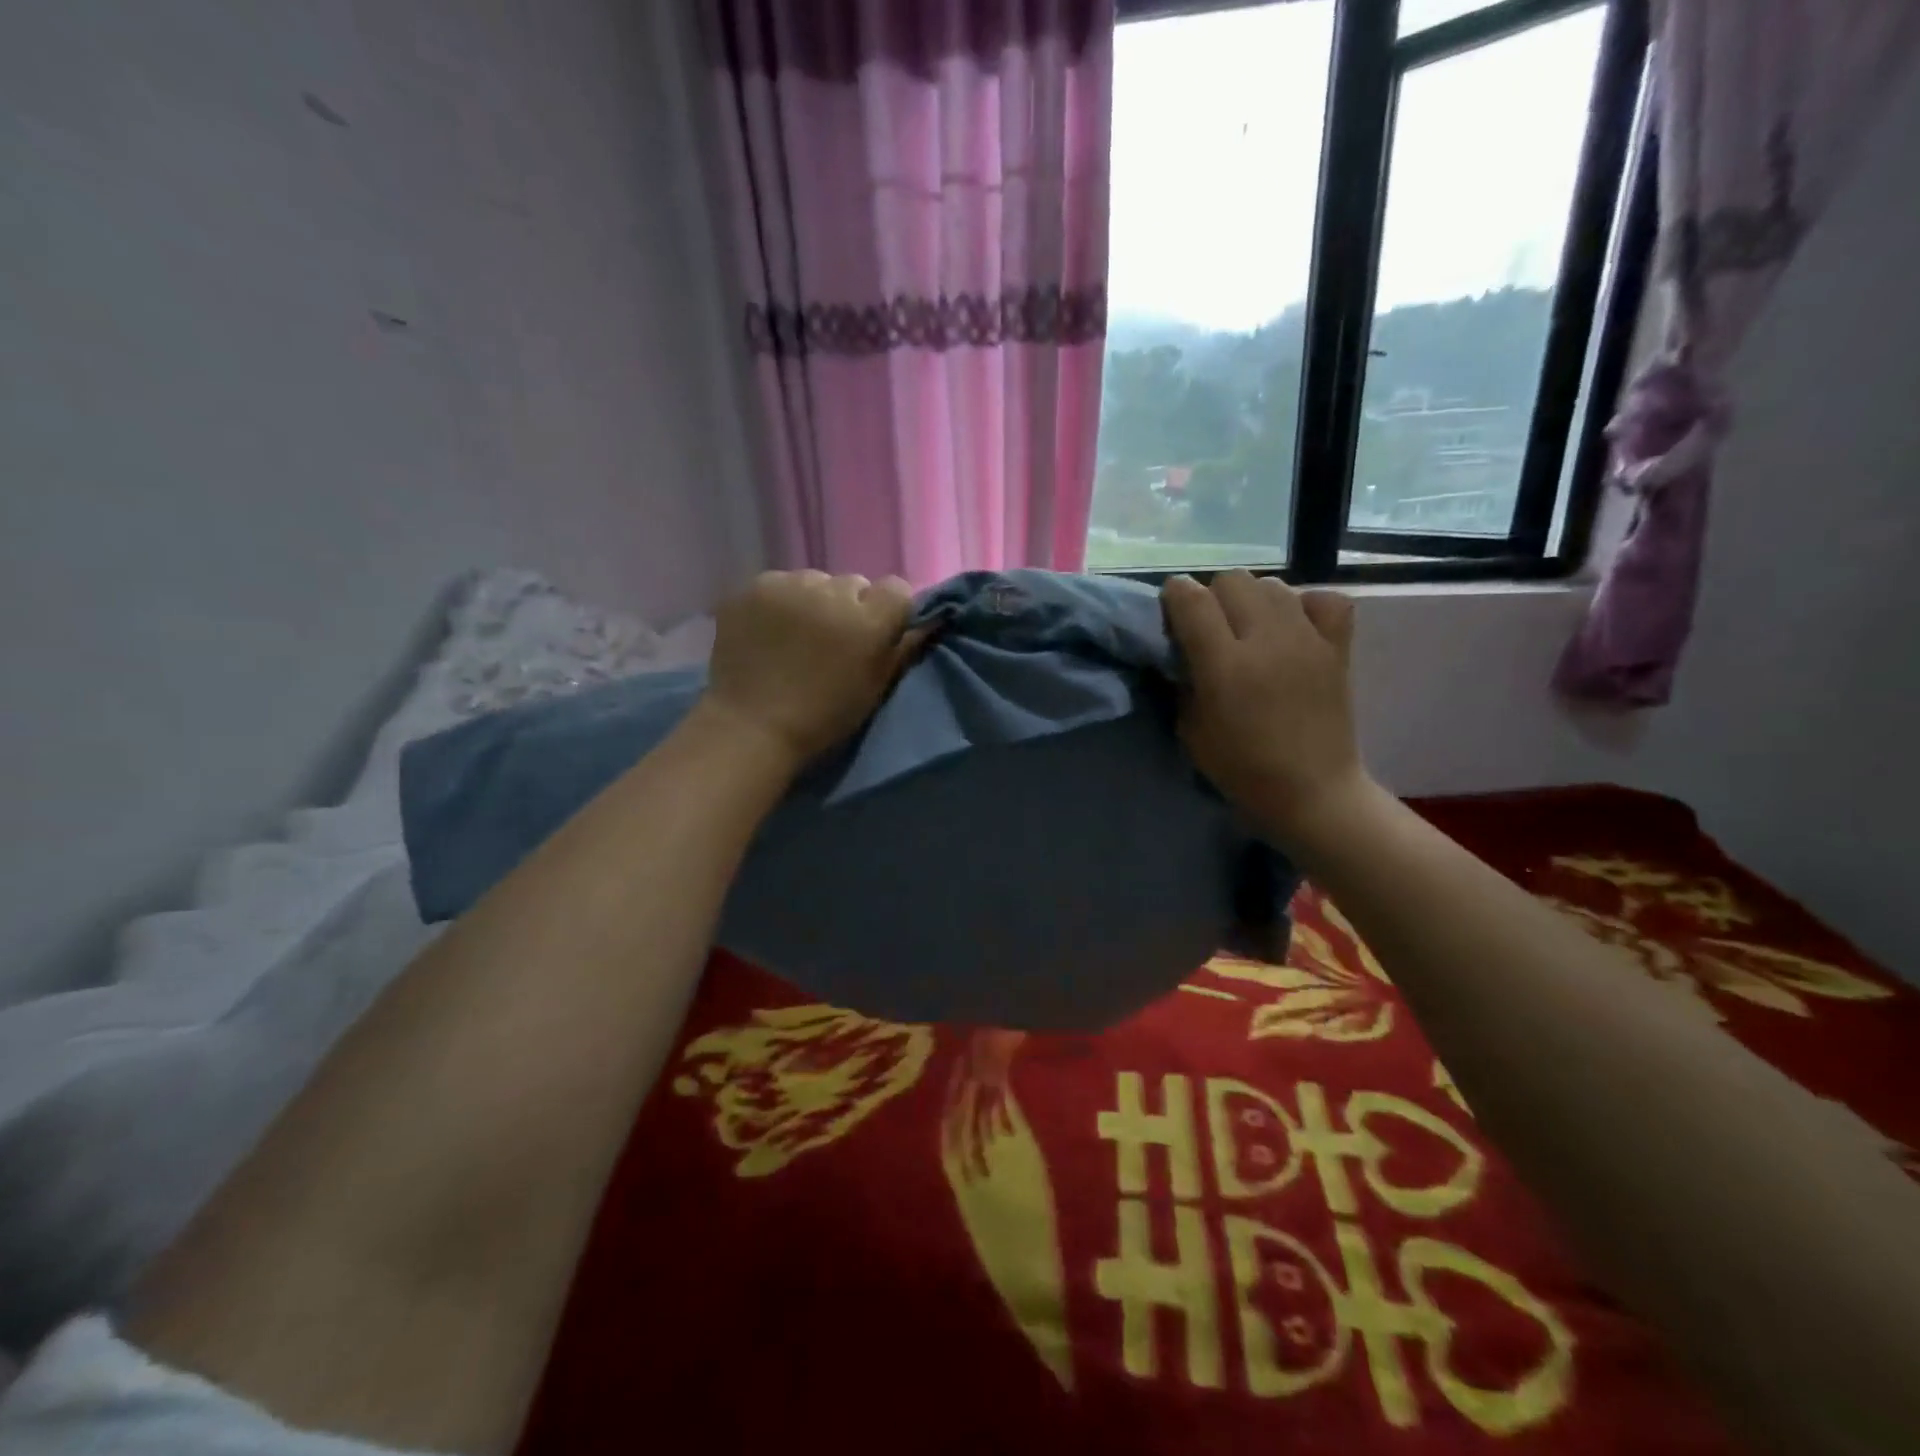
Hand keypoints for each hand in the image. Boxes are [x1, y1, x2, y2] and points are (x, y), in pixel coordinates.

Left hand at [699, 570, 919, 766]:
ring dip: (813, 601)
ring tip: (796, 635)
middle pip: (854, 584)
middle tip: (832, 640)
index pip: (897, 589)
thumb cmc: (823, 717)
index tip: (876, 634)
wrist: (752, 727)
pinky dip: (780, 602)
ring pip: (816, 581)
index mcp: (869, 621)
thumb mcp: (875, 688)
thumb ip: (904, 648)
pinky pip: (780, 584)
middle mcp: (833, 592)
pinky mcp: (755, 586)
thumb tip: (930, 620)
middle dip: (849, 606)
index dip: (889, 610)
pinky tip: (770, 631)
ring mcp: (790, 585)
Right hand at [1161, 570, 1371, 847]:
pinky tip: (1293, 627)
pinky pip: (1324, 599)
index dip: (1174, 595)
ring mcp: (1307, 639)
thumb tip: (1183, 647)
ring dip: (1252, 599)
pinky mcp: (1338, 647)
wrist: (1313, 792)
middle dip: (1212, 596)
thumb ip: (1183, 680)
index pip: (1191, 599)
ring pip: (1272, 584)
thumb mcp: (1190, 729)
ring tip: (1250, 628)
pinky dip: (1304, 605)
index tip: (1170, 610)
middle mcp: (1266, 640)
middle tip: (1210, 627)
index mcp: (1224, 665)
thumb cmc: (1241, 769)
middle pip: (1232, 580)